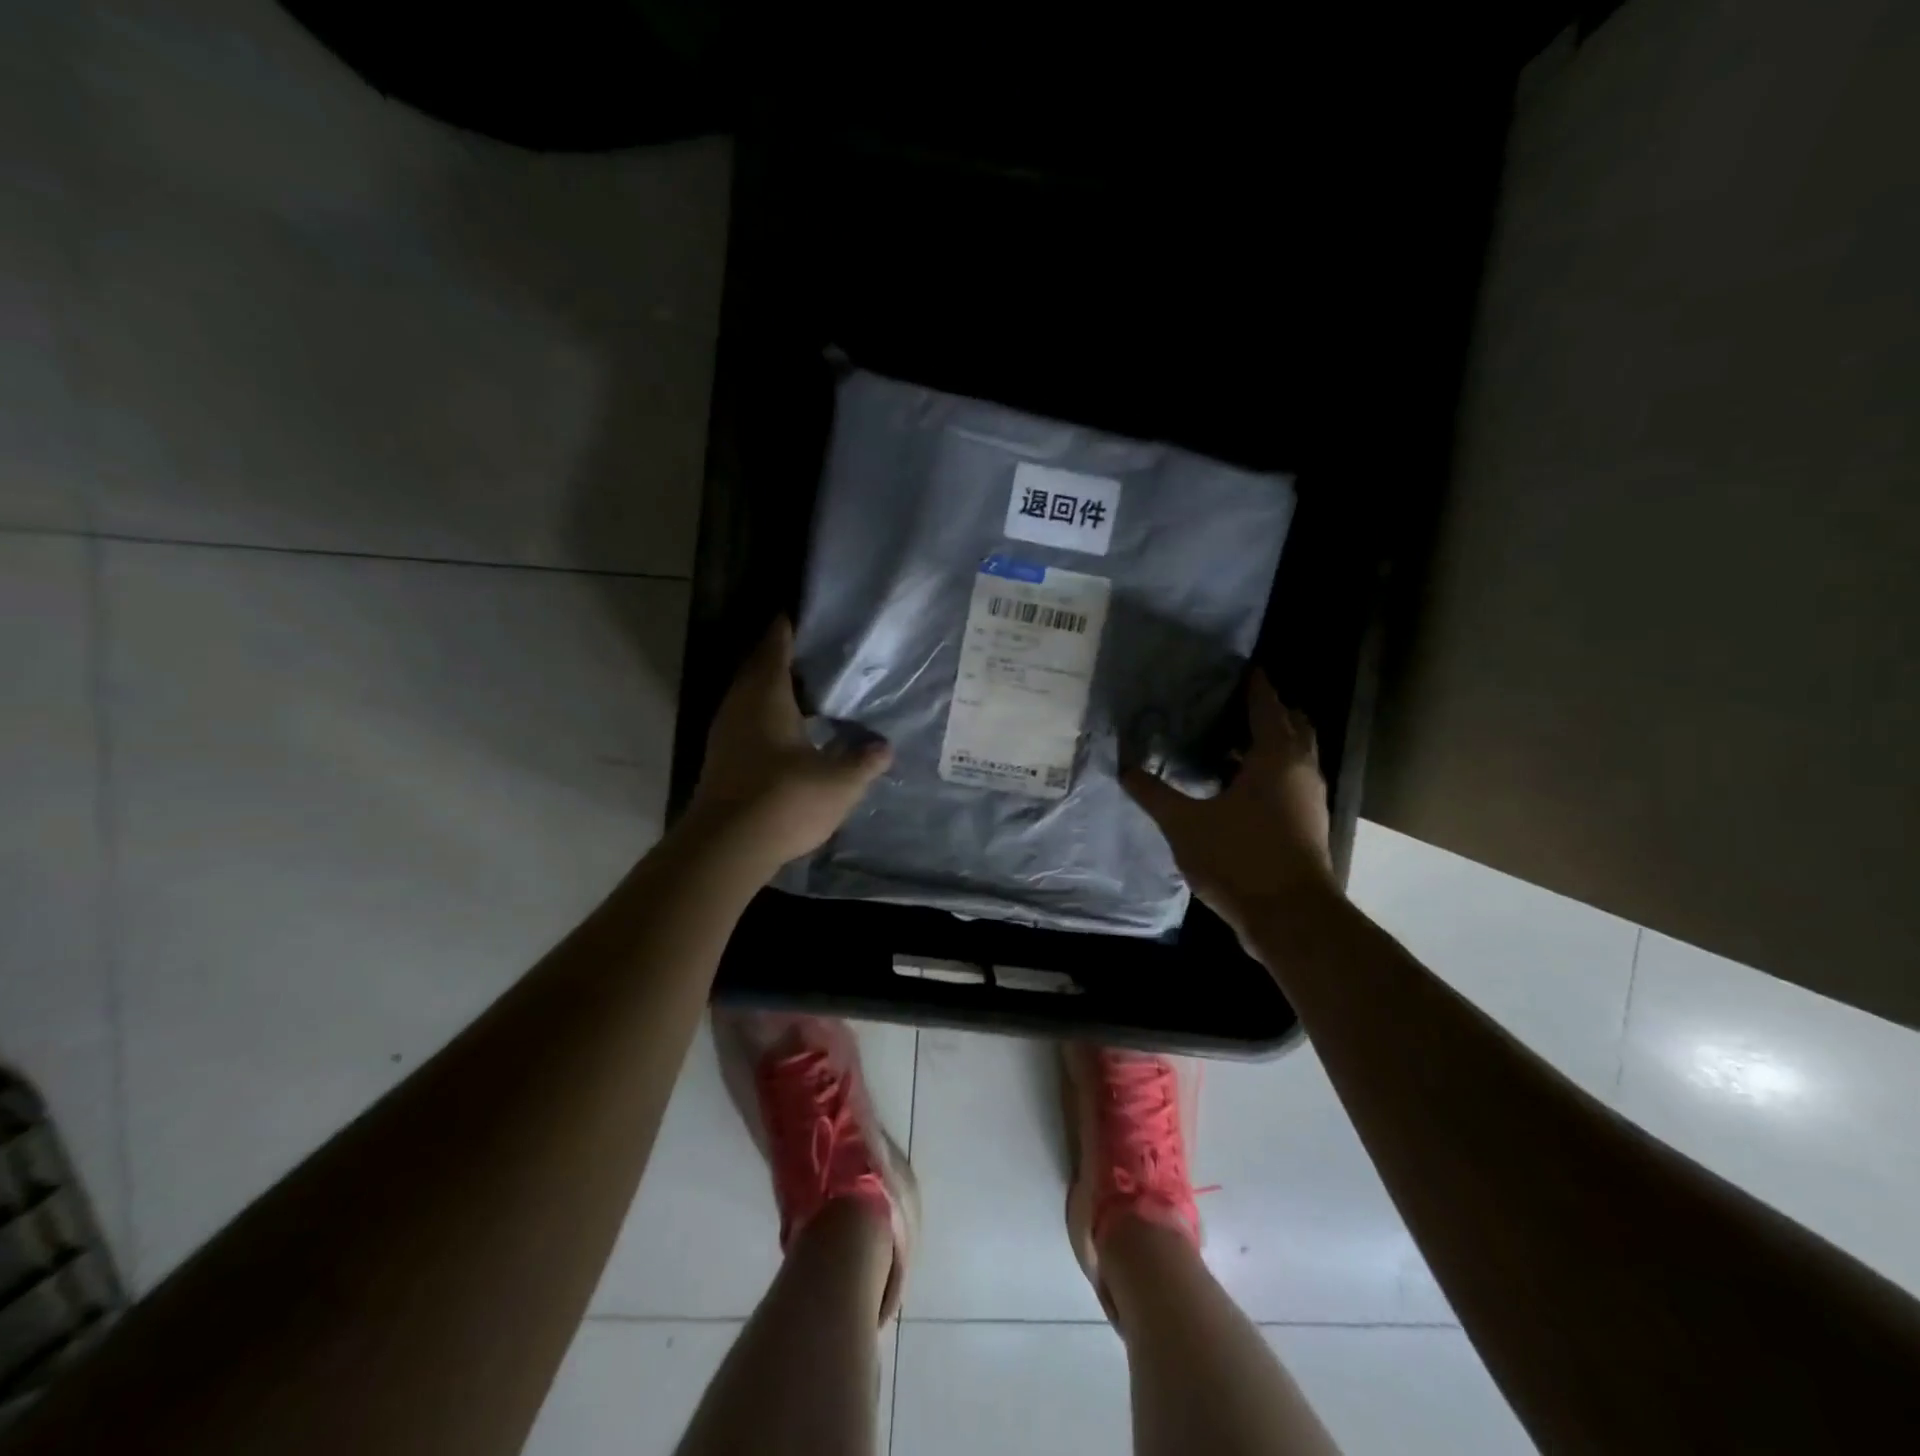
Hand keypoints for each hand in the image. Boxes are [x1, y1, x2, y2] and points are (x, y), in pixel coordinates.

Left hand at [686, 618, 892, 874]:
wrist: (726, 847)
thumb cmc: (785, 799)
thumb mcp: (839, 782)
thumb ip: (864, 761)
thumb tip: (883, 747)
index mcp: (766, 696)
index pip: (776, 646)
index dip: (789, 628)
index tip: (805, 616)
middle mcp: (740, 705)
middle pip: (760, 669)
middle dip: (784, 659)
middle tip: (818, 655)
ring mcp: (726, 733)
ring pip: (751, 697)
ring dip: (775, 690)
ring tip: (810, 691)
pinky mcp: (722, 759)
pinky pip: (748, 721)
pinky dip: (768, 716)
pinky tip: (791, 732)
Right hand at [1122, 671, 1335, 938]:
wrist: (1291, 917)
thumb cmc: (1240, 858)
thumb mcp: (1185, 824)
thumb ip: (1154, 794)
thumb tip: (1125, 768)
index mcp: (1276, 755)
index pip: (1267, 703)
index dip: (1254, 683)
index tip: (1239, 666)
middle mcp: (1301, 769)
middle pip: (1292, 723)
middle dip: (1267, 709)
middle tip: (1228, 703)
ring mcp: (1309, 797)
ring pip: (1294, 754)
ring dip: (1269, 742)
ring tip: (1225, 740)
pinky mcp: (1307, 823)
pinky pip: (1290, 780)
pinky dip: (1269, 771)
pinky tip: (1234, 786)